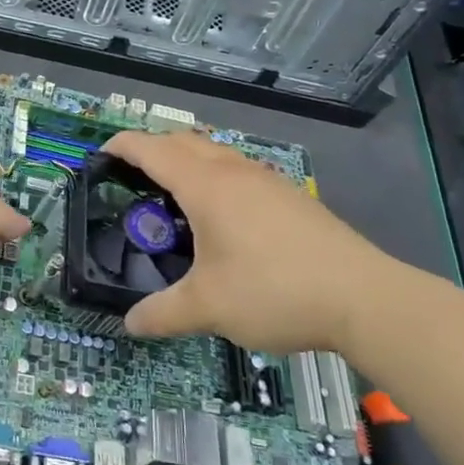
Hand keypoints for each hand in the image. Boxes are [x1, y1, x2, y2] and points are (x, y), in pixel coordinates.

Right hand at [104, 130, 405, 354]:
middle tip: (130, 178)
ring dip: (186, 160)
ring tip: (172, 196)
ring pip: (215, 151)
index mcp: (206, 185)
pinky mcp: (290, 195)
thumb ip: (162, 313)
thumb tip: (130, 324)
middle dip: (151, 149)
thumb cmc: (274, 292)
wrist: (364, 298)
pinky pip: (238, 169)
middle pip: (182, 140)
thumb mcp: (209, 308)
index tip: (100, 156)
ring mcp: (266, 179)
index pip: (152, 149)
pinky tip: (221, 216)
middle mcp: (234, 170)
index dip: (121, 146)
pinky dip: (214, 175)